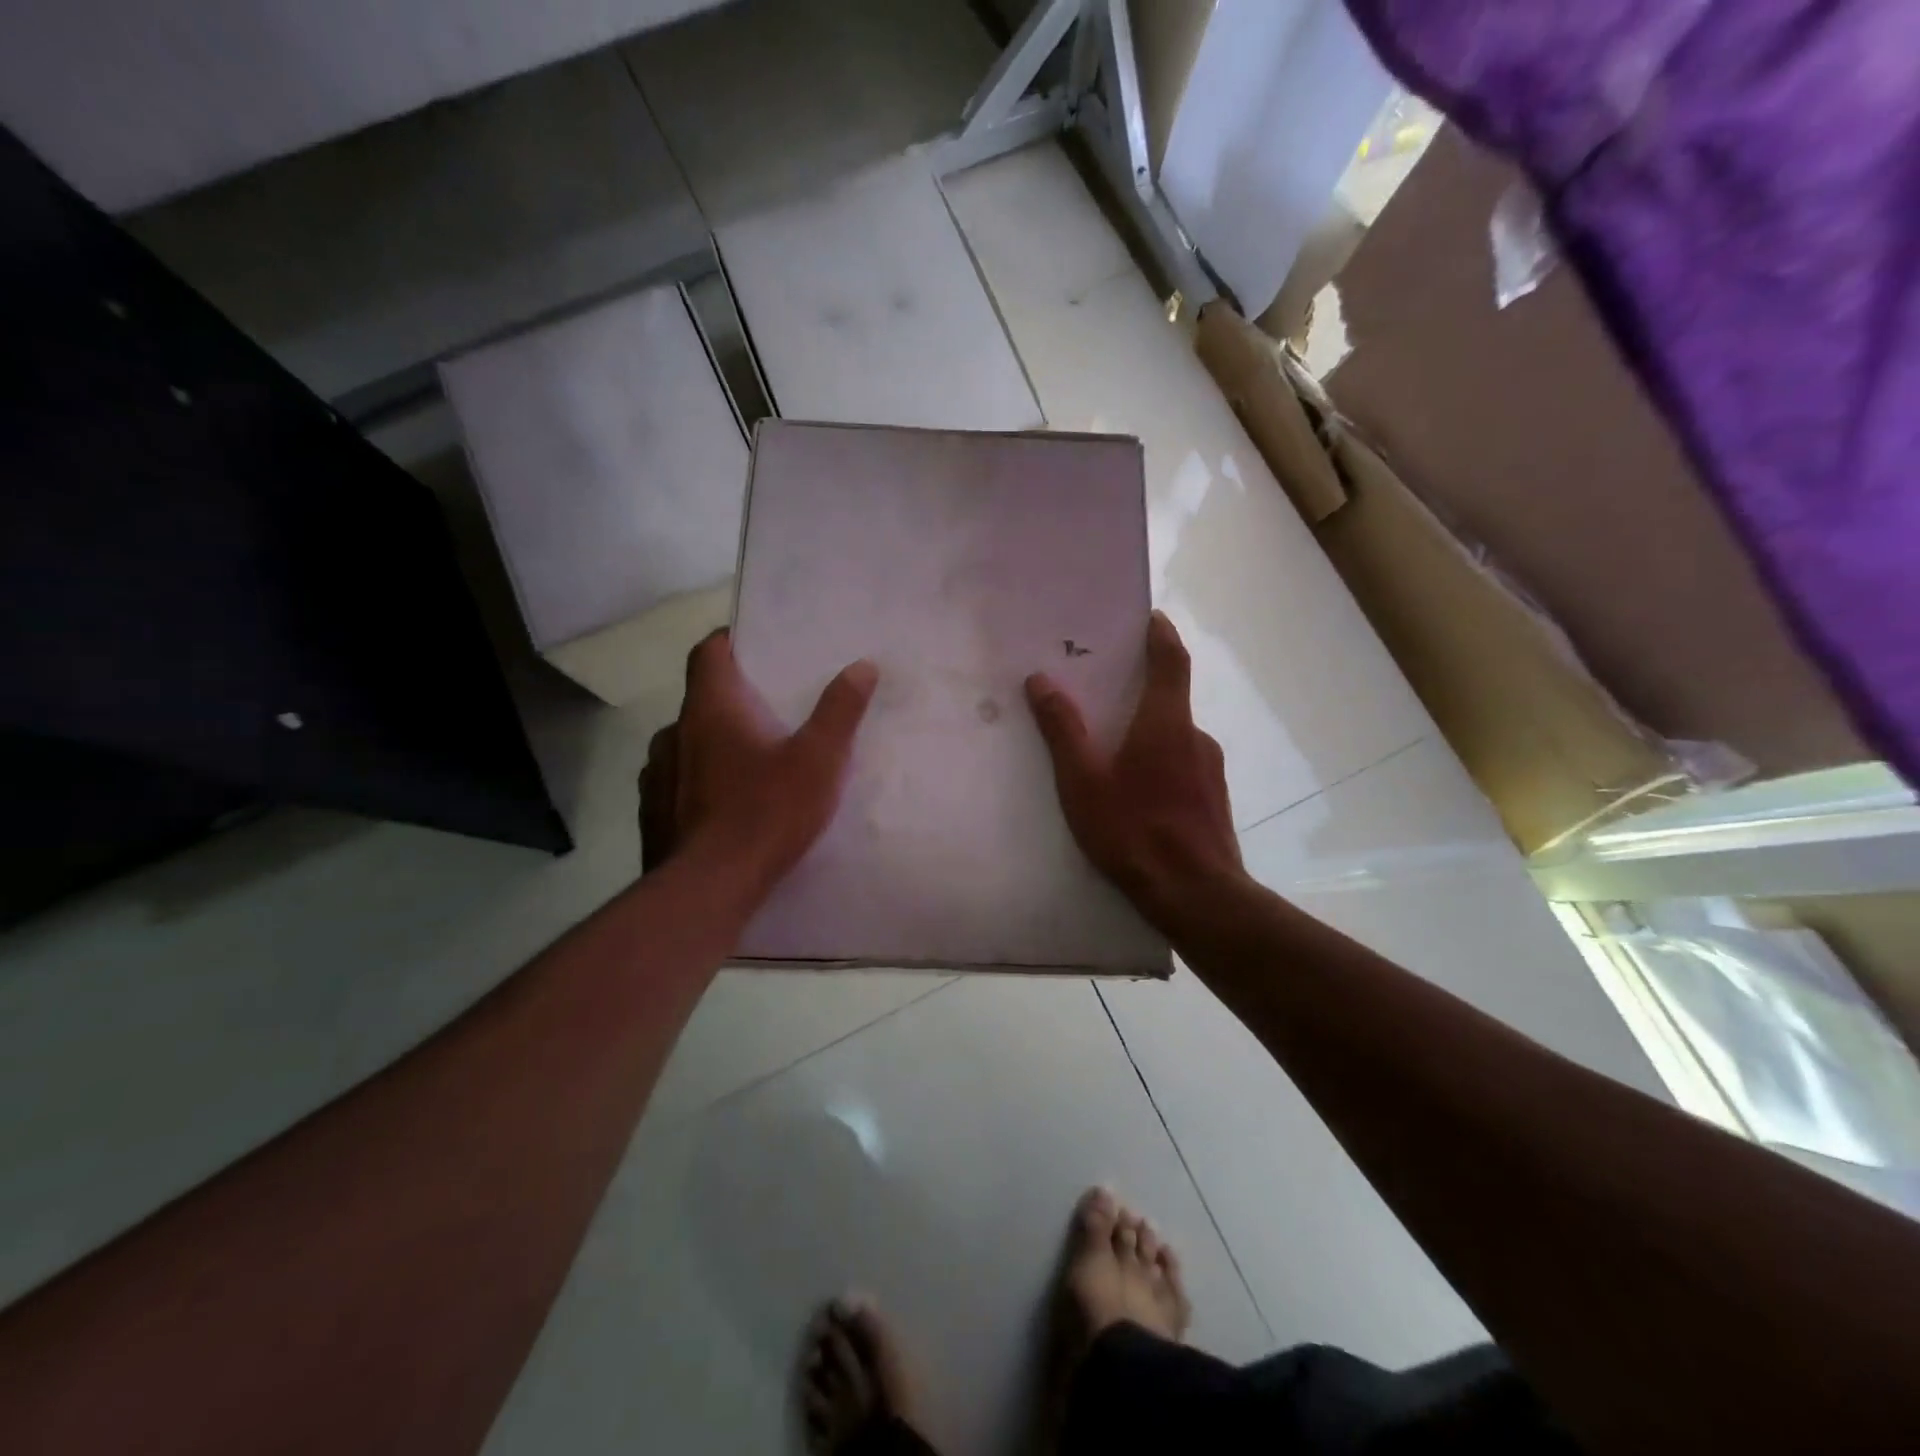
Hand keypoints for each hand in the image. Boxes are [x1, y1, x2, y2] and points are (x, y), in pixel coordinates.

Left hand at [642, 631, 877, 901]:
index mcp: (710, 710)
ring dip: (711, 744)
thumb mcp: (819, 760)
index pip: (707, 652)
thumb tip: (863, 666)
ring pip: (685, 743)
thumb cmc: (766, 813)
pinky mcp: (652, 813)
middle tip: (768, 713)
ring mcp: (656, 775)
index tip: (754, 647)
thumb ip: (840, 711)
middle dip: (731, 700)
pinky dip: (697, 782)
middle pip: (699, 699)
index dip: (728, 641)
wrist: (709, 889)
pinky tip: (722, 806)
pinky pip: (675, 782)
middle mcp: (674, 733)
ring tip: (747, 763)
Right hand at [1025, 611, 1242, 928]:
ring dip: (1148, 733)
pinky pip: (1182, 765)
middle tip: (1105, 693)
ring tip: (1112, 752)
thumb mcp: (1083, 782)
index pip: (1171, 661)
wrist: (1197, 895)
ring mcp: (1210, 770)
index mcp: (1166, 723)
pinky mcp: (1214, 799)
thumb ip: (1063, 730)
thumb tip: (1041, 681)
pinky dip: (1159, 762)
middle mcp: (1195, 737)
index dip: (1161, 634)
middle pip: (1170, 699)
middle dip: (1140, 690)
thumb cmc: (1134, 832)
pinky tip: (1136, 794)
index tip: (1150, 617)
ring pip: (1174, 737)